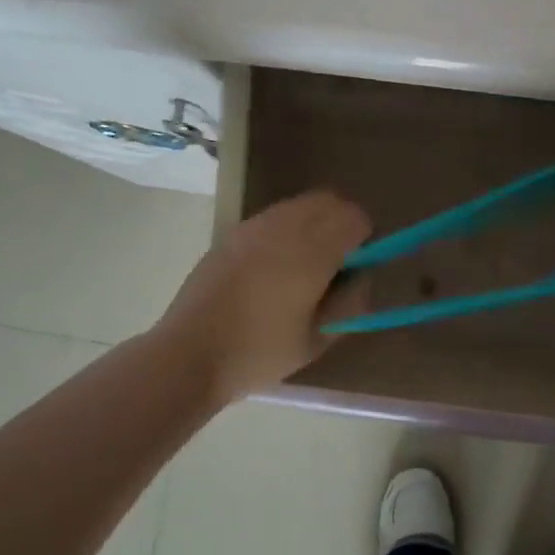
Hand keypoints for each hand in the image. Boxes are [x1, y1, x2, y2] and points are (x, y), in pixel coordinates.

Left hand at [152, 189, 371, 407]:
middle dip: (342, 222)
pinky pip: (274, 216)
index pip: (354, 217)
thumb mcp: (317, 339)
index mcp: (311, 253)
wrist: (189, 353)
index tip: (358, 265)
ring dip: (314, 222)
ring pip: (300, 205)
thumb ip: (350, 302)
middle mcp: (284, 227)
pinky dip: (287, 228)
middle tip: (338, 260)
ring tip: (305, 264)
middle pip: (329, 201)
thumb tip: (360, 276)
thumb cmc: (259, 353)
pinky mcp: (232, 232)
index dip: (365, 237)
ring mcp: (254, 226)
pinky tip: (275, 266)